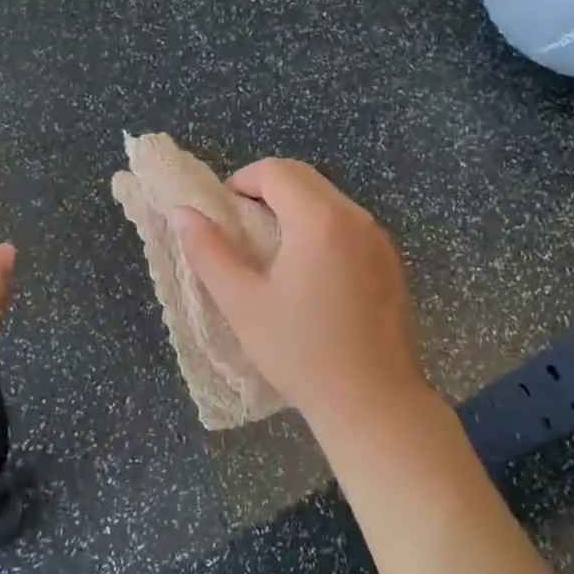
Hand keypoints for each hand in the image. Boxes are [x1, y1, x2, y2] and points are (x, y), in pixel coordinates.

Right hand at [173, 158, 427, 419]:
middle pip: (304, 178)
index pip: (275, 171)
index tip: (223, 214)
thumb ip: (209, 251)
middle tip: (241, 227)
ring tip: (271, 251)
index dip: (241, 181)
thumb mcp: (242, 303)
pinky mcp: (390, 262)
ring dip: (294, 208)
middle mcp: (355, 217)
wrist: (373, 402)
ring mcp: (379, 240)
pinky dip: (321, 228)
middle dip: (266, 189)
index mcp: (319, 220)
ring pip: (328, 199)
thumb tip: (182, 213)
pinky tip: (309, 273)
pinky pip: (349, 225)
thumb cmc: (300, 351)